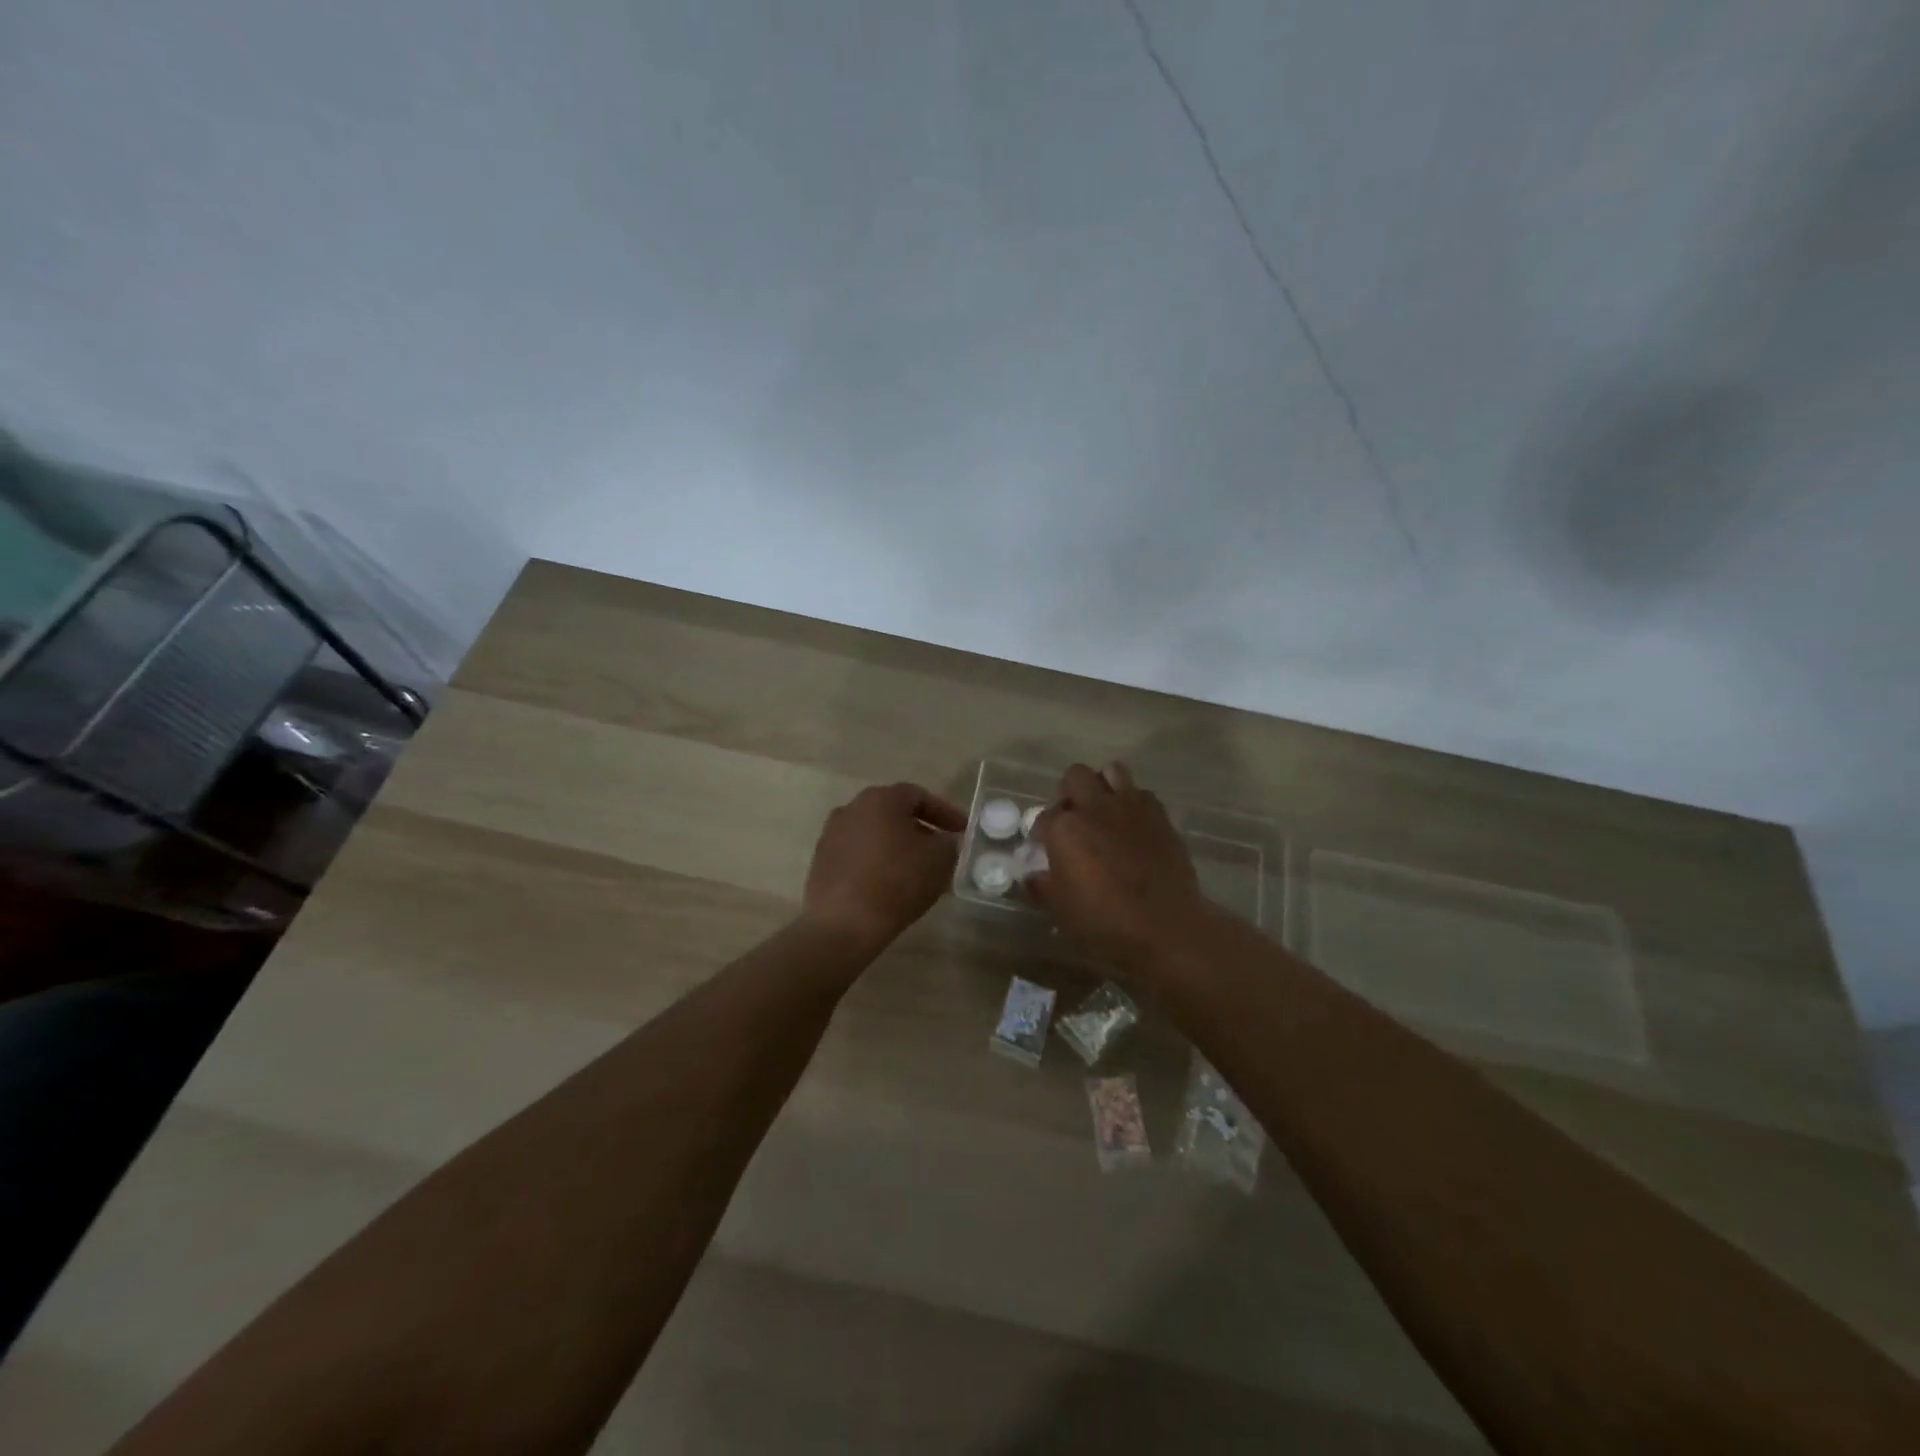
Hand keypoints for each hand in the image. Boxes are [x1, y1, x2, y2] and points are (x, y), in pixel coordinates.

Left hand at [801, 782, 966, 953]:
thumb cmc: (897, 882)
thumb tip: (943, 841)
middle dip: (920, 829)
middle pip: (893, 813)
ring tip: (916, 870)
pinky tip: (890, 884)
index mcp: (880, 799)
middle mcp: (851, 808)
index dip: (945, 812)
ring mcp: (831, 835)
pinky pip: (858, 855)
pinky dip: (877, 862)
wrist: (843, 924)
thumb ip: (948, 842)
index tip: (962, 830)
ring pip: (874, 834)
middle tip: (940, 848)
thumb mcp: (940, 859)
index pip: (919, 796)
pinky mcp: (822, 862)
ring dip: (897, 846)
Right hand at [1028, 763, 1213, 976]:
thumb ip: (1042, 887)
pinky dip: (1133, 802)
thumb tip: (1032, 877)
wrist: (1165, 926)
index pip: (1043, 818)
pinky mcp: (1159, 814)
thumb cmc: (1104, 921)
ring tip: (1103, 810)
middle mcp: (1094, 807)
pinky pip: (1141, 793)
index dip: (1042, 833)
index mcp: (1064, 828)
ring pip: (1111, 771)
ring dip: (1103, 785)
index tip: (1046, 848)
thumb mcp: (1061, 910)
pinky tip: (1132, 825)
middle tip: (1074, 819)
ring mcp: (1130, 806)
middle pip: (1075, 776)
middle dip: (1070, 793)